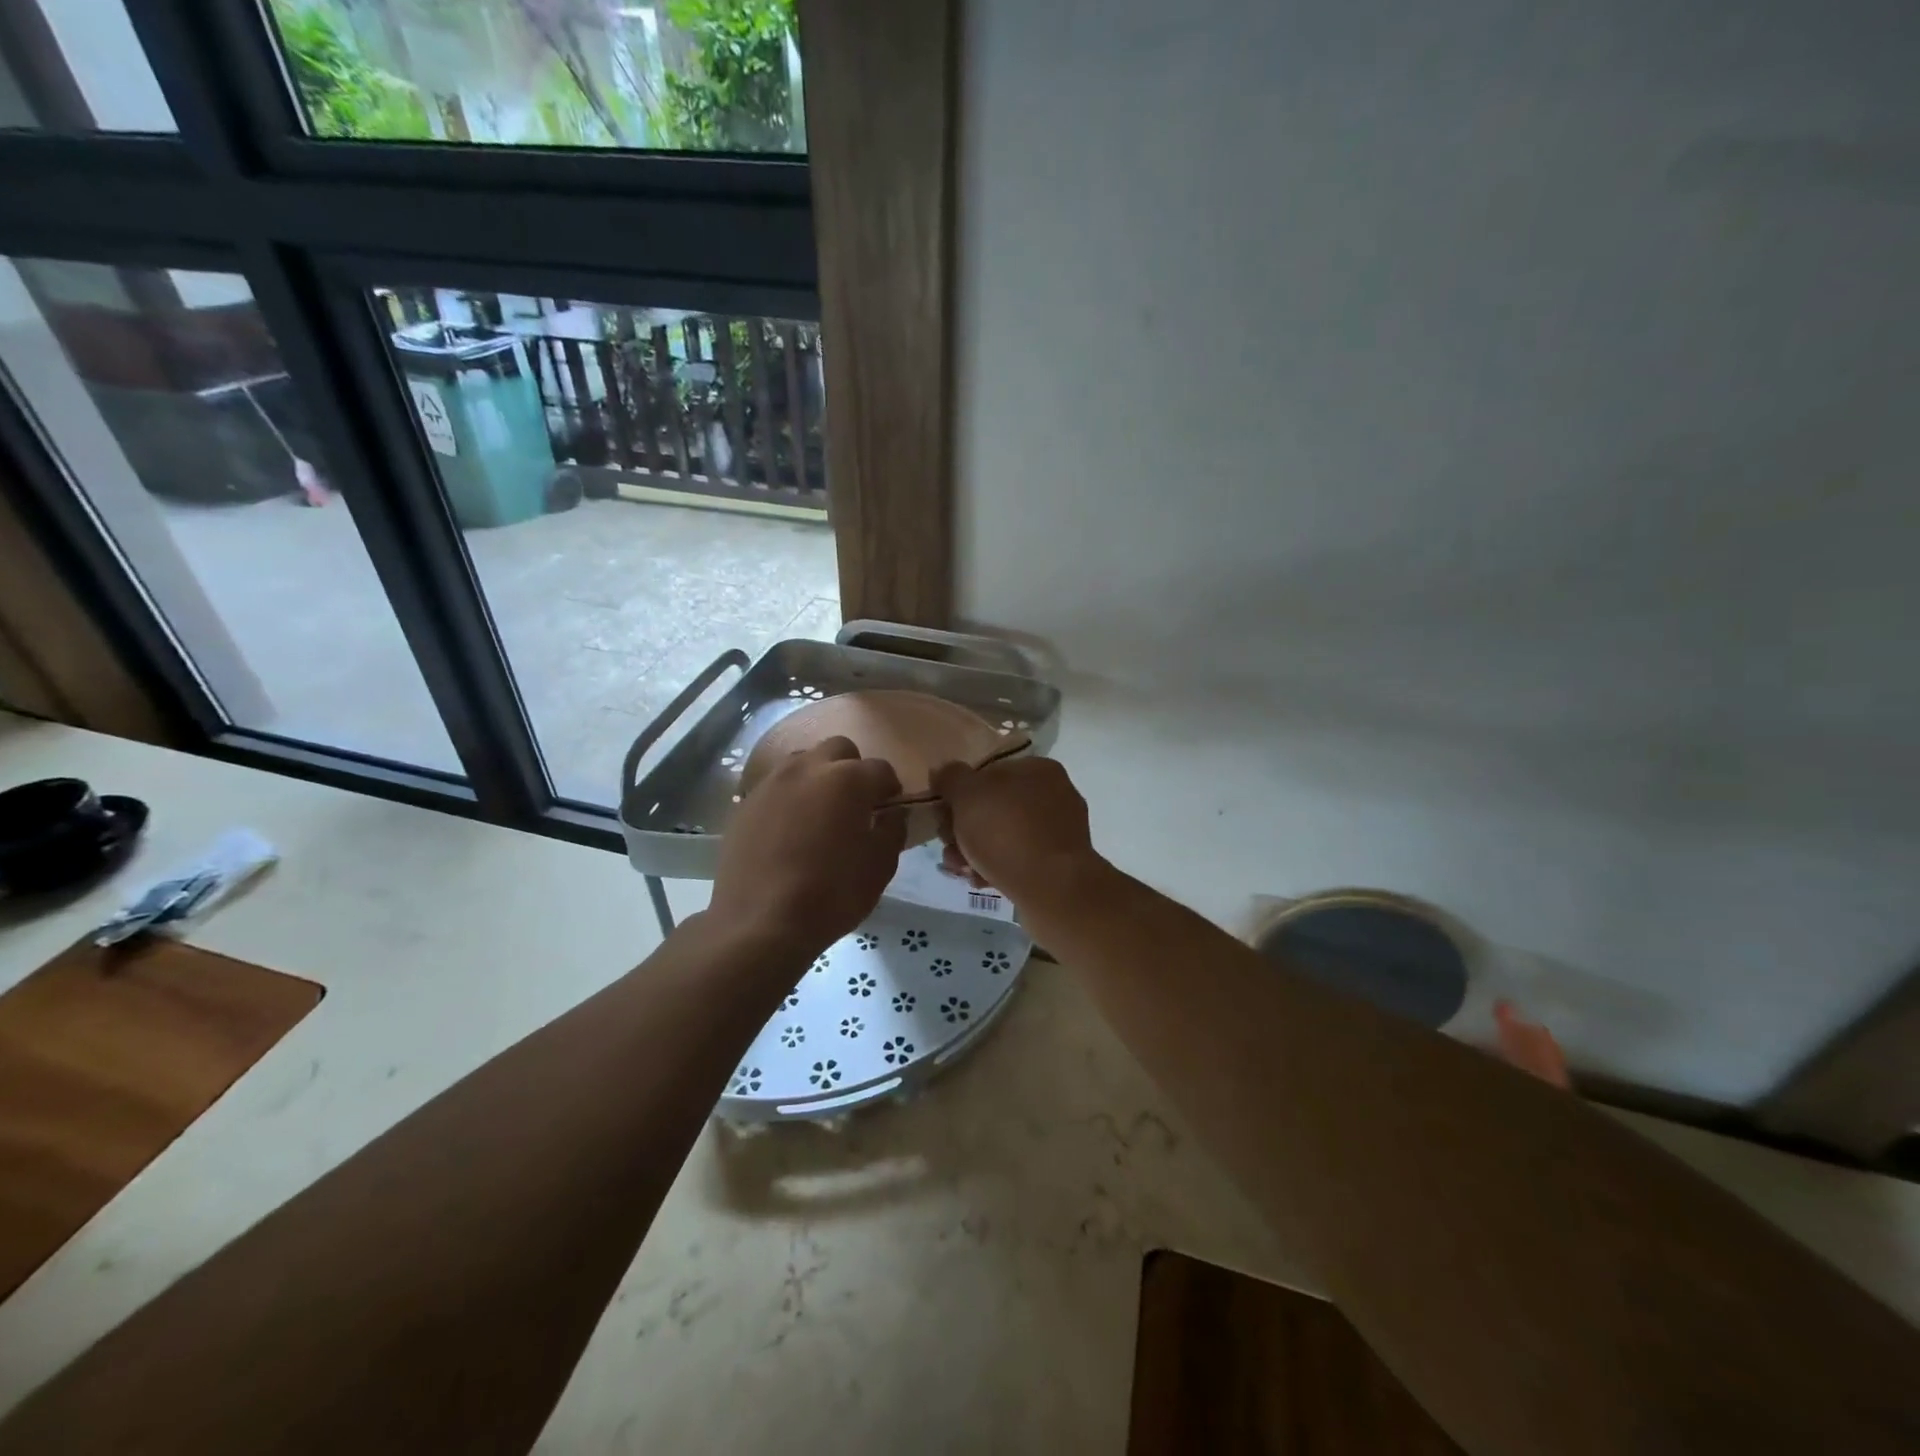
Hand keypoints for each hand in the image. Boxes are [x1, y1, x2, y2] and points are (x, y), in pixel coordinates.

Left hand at [710, 737, 906, 955]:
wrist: (760, 923)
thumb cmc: (831, 894)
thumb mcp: (880, 867)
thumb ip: (892, 831)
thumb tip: (892, 814)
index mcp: (848, 779)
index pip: (880, 769)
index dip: (890, 787)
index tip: (890, 807)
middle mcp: (808, 768)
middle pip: (838, 749)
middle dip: (852, 768)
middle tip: (855, 803)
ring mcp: (772, 783)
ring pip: (803, 761)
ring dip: (818, 777)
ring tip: (819, 812)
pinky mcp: (746, 803)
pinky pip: (776, 786)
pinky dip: (790, 797)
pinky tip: (789, 829)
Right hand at [932, 756, 1101, 908]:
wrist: (1052, 889)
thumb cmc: (1007, 832)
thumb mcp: (967, 795)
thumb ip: (951, 778)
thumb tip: (944, 772)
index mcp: (1038, 769)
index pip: (989, 773)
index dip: (960, 793)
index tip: (943, 815)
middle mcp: (1054, 795)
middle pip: (994, 807)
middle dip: (964, 828)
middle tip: (948, 846)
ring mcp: (1059, 831)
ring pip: (1003, 836)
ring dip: (974, 851)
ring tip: (960, 869)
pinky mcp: (1059, 863)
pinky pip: (1019, 859)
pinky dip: (996, 867)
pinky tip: (980, 880)